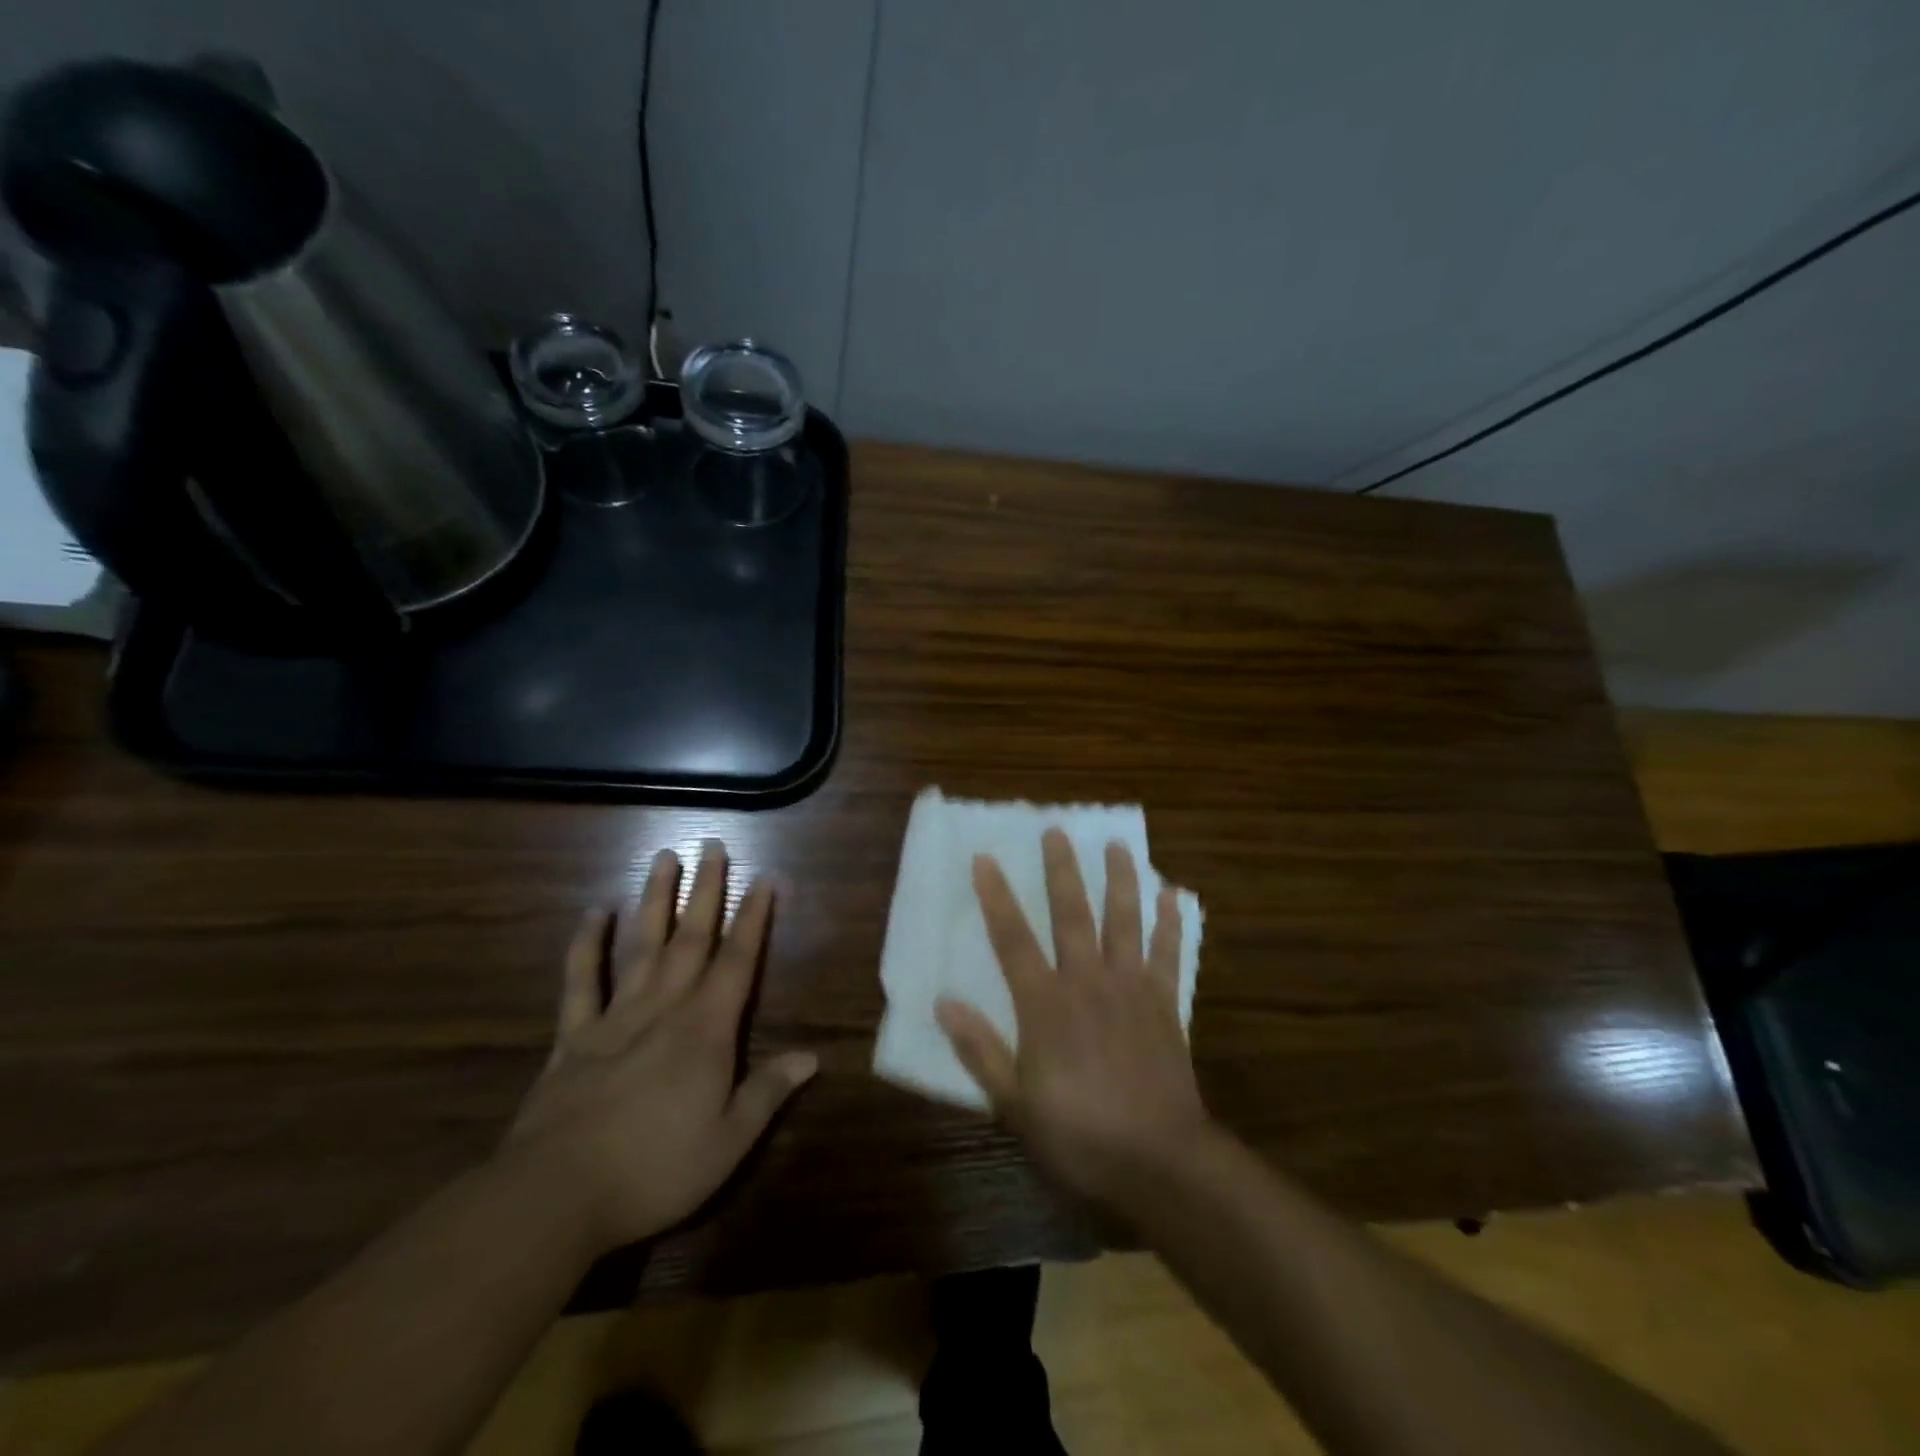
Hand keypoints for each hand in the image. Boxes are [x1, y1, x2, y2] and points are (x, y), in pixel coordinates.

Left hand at [504, 841, 817, 1252]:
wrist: (555, 1196)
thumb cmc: (655, 1169)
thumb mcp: (729, 1141)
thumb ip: (769, 1092)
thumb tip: (812, 1057)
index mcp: (706, 1029)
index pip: (738, 961)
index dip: (754, 919)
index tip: (764, 879)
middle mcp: (665, 1008)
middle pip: (692, 938)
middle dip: (706, 890)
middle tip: (712, 845)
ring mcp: (616, 1018)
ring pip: (642, 946)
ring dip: (655, 900)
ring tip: (663, 858)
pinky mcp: (574, 1037)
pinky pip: (581, 982)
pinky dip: (586, 945)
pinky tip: (592, 913)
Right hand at [935, 829, 1210, 1209]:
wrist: (1160, 1162)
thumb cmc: (1079, 1135)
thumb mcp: (1015, 1105)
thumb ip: (980, 1050)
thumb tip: (944, 1002)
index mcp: (1046, 1005)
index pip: (1013, 939)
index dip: (997, 897)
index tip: (985, 858)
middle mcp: (1088, 983)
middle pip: (1072, 915)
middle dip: (1062, 870)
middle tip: (1057, 830)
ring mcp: (1131, 989)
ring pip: (1125, 922)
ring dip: (1121, 880)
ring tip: (1118, 845)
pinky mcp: (1166, 1005)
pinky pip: (1170, 954)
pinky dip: (1171, 923)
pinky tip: (1173, 894)